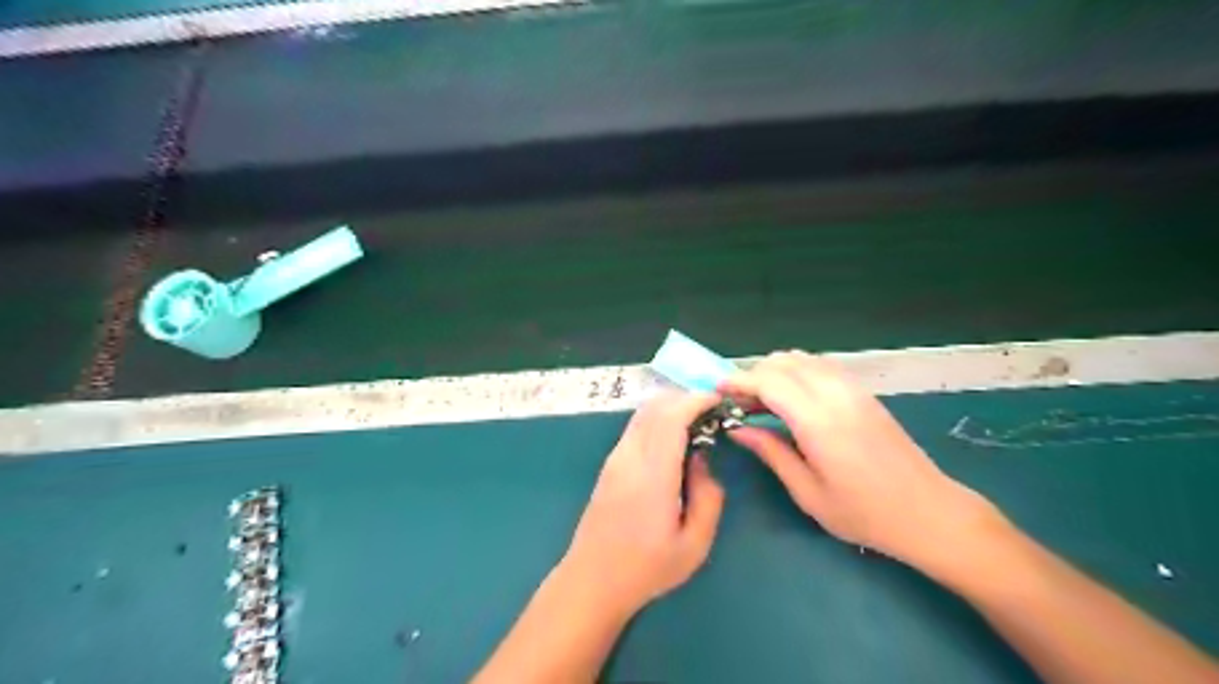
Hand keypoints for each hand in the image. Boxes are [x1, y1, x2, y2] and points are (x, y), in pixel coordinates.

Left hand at [558, 390, 721, 620]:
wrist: (592, 580)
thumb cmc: (647, 567)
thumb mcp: (695, 544)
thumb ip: (708, 496)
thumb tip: (702, 459)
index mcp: (652, 475)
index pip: (671, 418)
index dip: (695, 401)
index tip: (718, 400)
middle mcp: (629, 457)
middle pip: (655, 407)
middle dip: (685, 399)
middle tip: (712, 410)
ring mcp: (615, 458)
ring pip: (642, 414)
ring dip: (670, 407)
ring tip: (697, 422)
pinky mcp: (609, 464)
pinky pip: (635, 427)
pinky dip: (657, 419)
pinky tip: (673, 438)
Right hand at [723, 353, 989, 564]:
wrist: (929, 512)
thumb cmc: (865, 513)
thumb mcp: (809, 493)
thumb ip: (771, 453)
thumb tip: (738, 429)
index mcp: (819, 423)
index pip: (770, 382)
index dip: (739, 381)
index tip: (718, 390)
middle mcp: (836, 396)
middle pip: (785, 363)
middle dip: (754, 374)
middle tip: (738, 401)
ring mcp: (854, 391)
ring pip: (805, 359)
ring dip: (776, 370)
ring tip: (761, 398)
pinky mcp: (865, 393)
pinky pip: (823, 366)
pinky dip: (799, 370)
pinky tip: (792, 395)